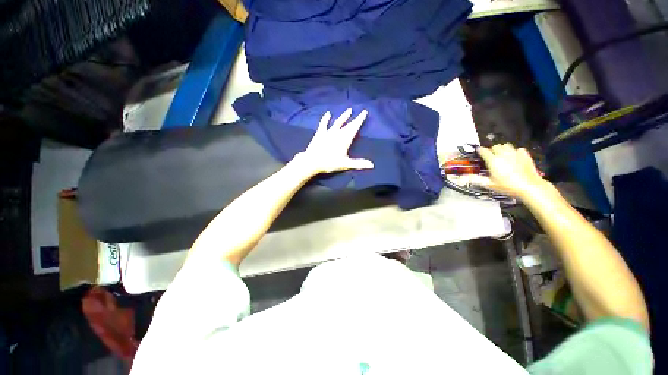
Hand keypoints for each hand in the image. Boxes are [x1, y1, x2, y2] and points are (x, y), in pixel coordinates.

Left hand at [297, 109, 373, 174]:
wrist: (312, 161)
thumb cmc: (330, 163)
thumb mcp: (345, 164)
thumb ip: (358, 164)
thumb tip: (372, 165)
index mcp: (345, 139)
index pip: (354, 128)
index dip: (359, 120)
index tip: (364, 112)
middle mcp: (337, 133)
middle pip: (348, 125)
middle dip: (355, 119)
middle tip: (360, 112)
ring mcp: (328, 132)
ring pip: (338, 122)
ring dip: (343, 117)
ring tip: (348, 110)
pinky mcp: (320, 133)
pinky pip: (323, 124)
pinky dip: (326, 118)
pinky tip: (328, 114)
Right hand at [475, 143, 545, 198]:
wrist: (530, 187)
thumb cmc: (508, 186)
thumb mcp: (489, 184)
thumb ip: (475, 179)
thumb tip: (462, 178)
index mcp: (493, 161)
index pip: (484, 151)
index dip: (480, 151)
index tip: (478, 152)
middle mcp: (503, 155)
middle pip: (495, 146)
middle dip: (492, 150)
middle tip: (491, 156)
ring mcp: (515, 154)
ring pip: (506, 145)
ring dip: (503, 149)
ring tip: (502, 155)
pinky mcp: (525, 155)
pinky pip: (518, 149)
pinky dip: (515, 152)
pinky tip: (515, 158)